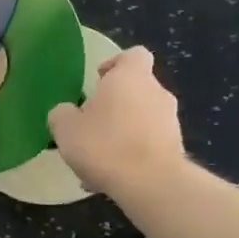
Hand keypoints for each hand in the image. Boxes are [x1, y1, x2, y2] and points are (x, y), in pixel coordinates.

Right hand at [47, 47, 186, 195]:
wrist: (150, 183)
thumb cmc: (104, 144)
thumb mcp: (66, 128)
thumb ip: (62, 113)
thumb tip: (66, 112)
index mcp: (131, 77)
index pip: (133, 55)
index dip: (115, 64)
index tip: (98, 80)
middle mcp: (157, 92)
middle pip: (136, 90)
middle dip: (115, 105)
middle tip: (91, 125)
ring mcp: (171, 121)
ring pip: (142, 120)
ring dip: (122, 133)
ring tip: (99, 161)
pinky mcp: (176, 148)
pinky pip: (148, 145)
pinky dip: (133, 155)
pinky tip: (113, 178)